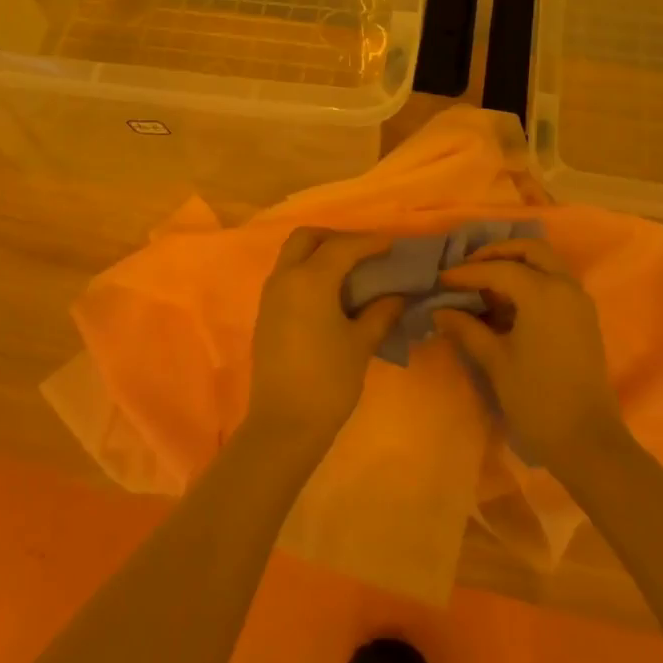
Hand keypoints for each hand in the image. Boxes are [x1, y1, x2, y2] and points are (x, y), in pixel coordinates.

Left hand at [245, 228, 403, 460]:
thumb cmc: (328, 381)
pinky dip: (307, 271)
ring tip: (349, 271)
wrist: (284, 424)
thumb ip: (380, 312)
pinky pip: (286, 275)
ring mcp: (270, 294)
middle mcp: (285, 277)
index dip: (369, 242)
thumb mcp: (361, 344)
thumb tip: (396, 295)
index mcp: (310, 279)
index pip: (342, 246)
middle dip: (335, 238)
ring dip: (319, 253)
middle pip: (307, 238)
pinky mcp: (265, 312)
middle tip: (363, 253)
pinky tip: (330, 293)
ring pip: (292, 254)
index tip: (392, 245)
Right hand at [432, 239, 622, 475]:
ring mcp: (579, 301)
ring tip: (485, 284)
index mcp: (543, 292)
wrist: (587, 441)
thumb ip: (466, 328)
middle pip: (530, 250)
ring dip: (516, 264)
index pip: (498, 269)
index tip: (441, 280)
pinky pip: (555, 281)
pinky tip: (507, 302)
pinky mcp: (584, 317)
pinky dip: (531, 279)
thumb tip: (440, 310)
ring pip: (546, 263)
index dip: (466, 273)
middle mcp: (565, 287)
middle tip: (469, 268)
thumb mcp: (495, 360)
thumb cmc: (536, 398)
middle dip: (497, 253)